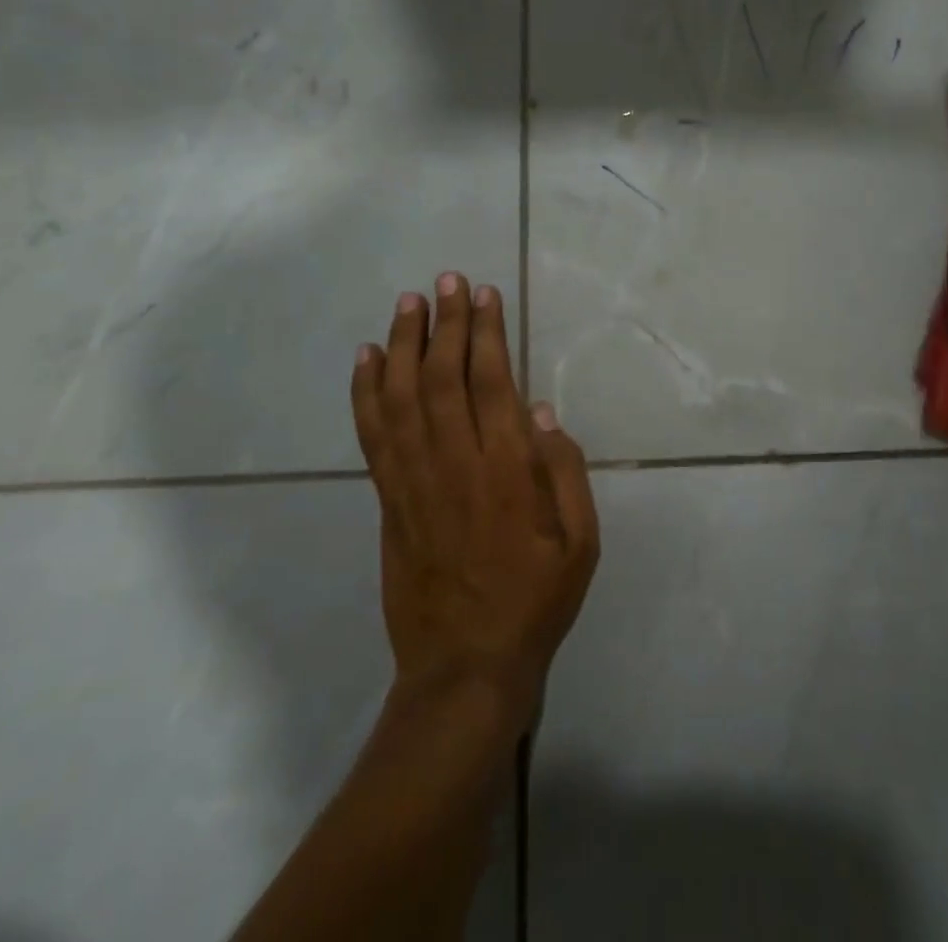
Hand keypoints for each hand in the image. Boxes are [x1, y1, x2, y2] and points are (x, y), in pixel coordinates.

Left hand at [351, 274, 598, 715]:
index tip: (483, 294)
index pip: (491, 383)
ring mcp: (414, 483)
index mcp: (507, 472)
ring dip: (404, 345)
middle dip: (445, 323)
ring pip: (402, 399)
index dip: (485, 333)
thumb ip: (566, 473)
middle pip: (443, 378)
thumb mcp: (581, 543)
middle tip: (446, 281)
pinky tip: (368, 360)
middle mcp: (456, 466)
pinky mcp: (388, 502)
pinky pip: (373, 438)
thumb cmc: (535, 601)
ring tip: (408, 303)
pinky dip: (367, 394)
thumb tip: (542, 411)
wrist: (465, 667)